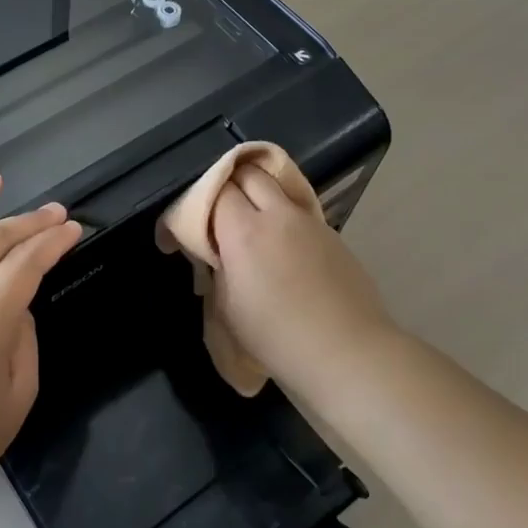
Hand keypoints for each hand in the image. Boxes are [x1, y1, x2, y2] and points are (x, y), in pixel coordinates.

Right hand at [209, 165, 398, 402]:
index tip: (179, 235)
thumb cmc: (276, 338)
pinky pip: (299, 210)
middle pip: (248, 173)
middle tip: (216, 217)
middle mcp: (279, 214)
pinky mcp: (333, 234)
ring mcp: (310, 221)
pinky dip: (283, 215)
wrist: (348, 354)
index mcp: (244, 230)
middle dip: (227, 186)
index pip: (214, 190)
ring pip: (278, 185)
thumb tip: (215, 253)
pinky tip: (282, 246)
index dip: (191, 206)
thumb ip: (216, 269)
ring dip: (258, 195)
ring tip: (249, 224)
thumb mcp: (226, 308)